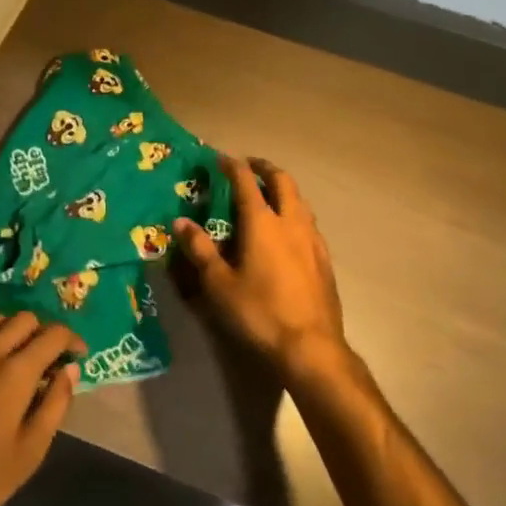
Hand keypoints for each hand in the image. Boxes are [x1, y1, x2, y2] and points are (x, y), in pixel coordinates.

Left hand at [0, 314, 82, 505]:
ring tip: (18, 358)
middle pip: (24, 319)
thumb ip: (55, 404)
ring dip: (13, 331)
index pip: (53, 334)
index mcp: (14, 373)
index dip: (72, 339)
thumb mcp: (29, 452)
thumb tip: (71, 369)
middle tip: (49, 359)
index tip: (78, 354)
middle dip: (43, 333)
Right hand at [173, 156, 346, 381]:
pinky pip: (309, 222)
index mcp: (262, 223)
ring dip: (283, 189)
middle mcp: (291, 222)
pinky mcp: (325, 259)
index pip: (246, 182)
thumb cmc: (259, 313)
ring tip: (270, 195)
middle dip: (265, 168)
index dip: (233, 166)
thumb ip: (200, 250)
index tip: (221, 159)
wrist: (311, 347)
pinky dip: (295, 213)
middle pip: (282, 181)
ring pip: (300, 200)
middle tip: (250, 167)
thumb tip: (180, 221)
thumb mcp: (219, 285)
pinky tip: (289, 231)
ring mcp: (312, 239)